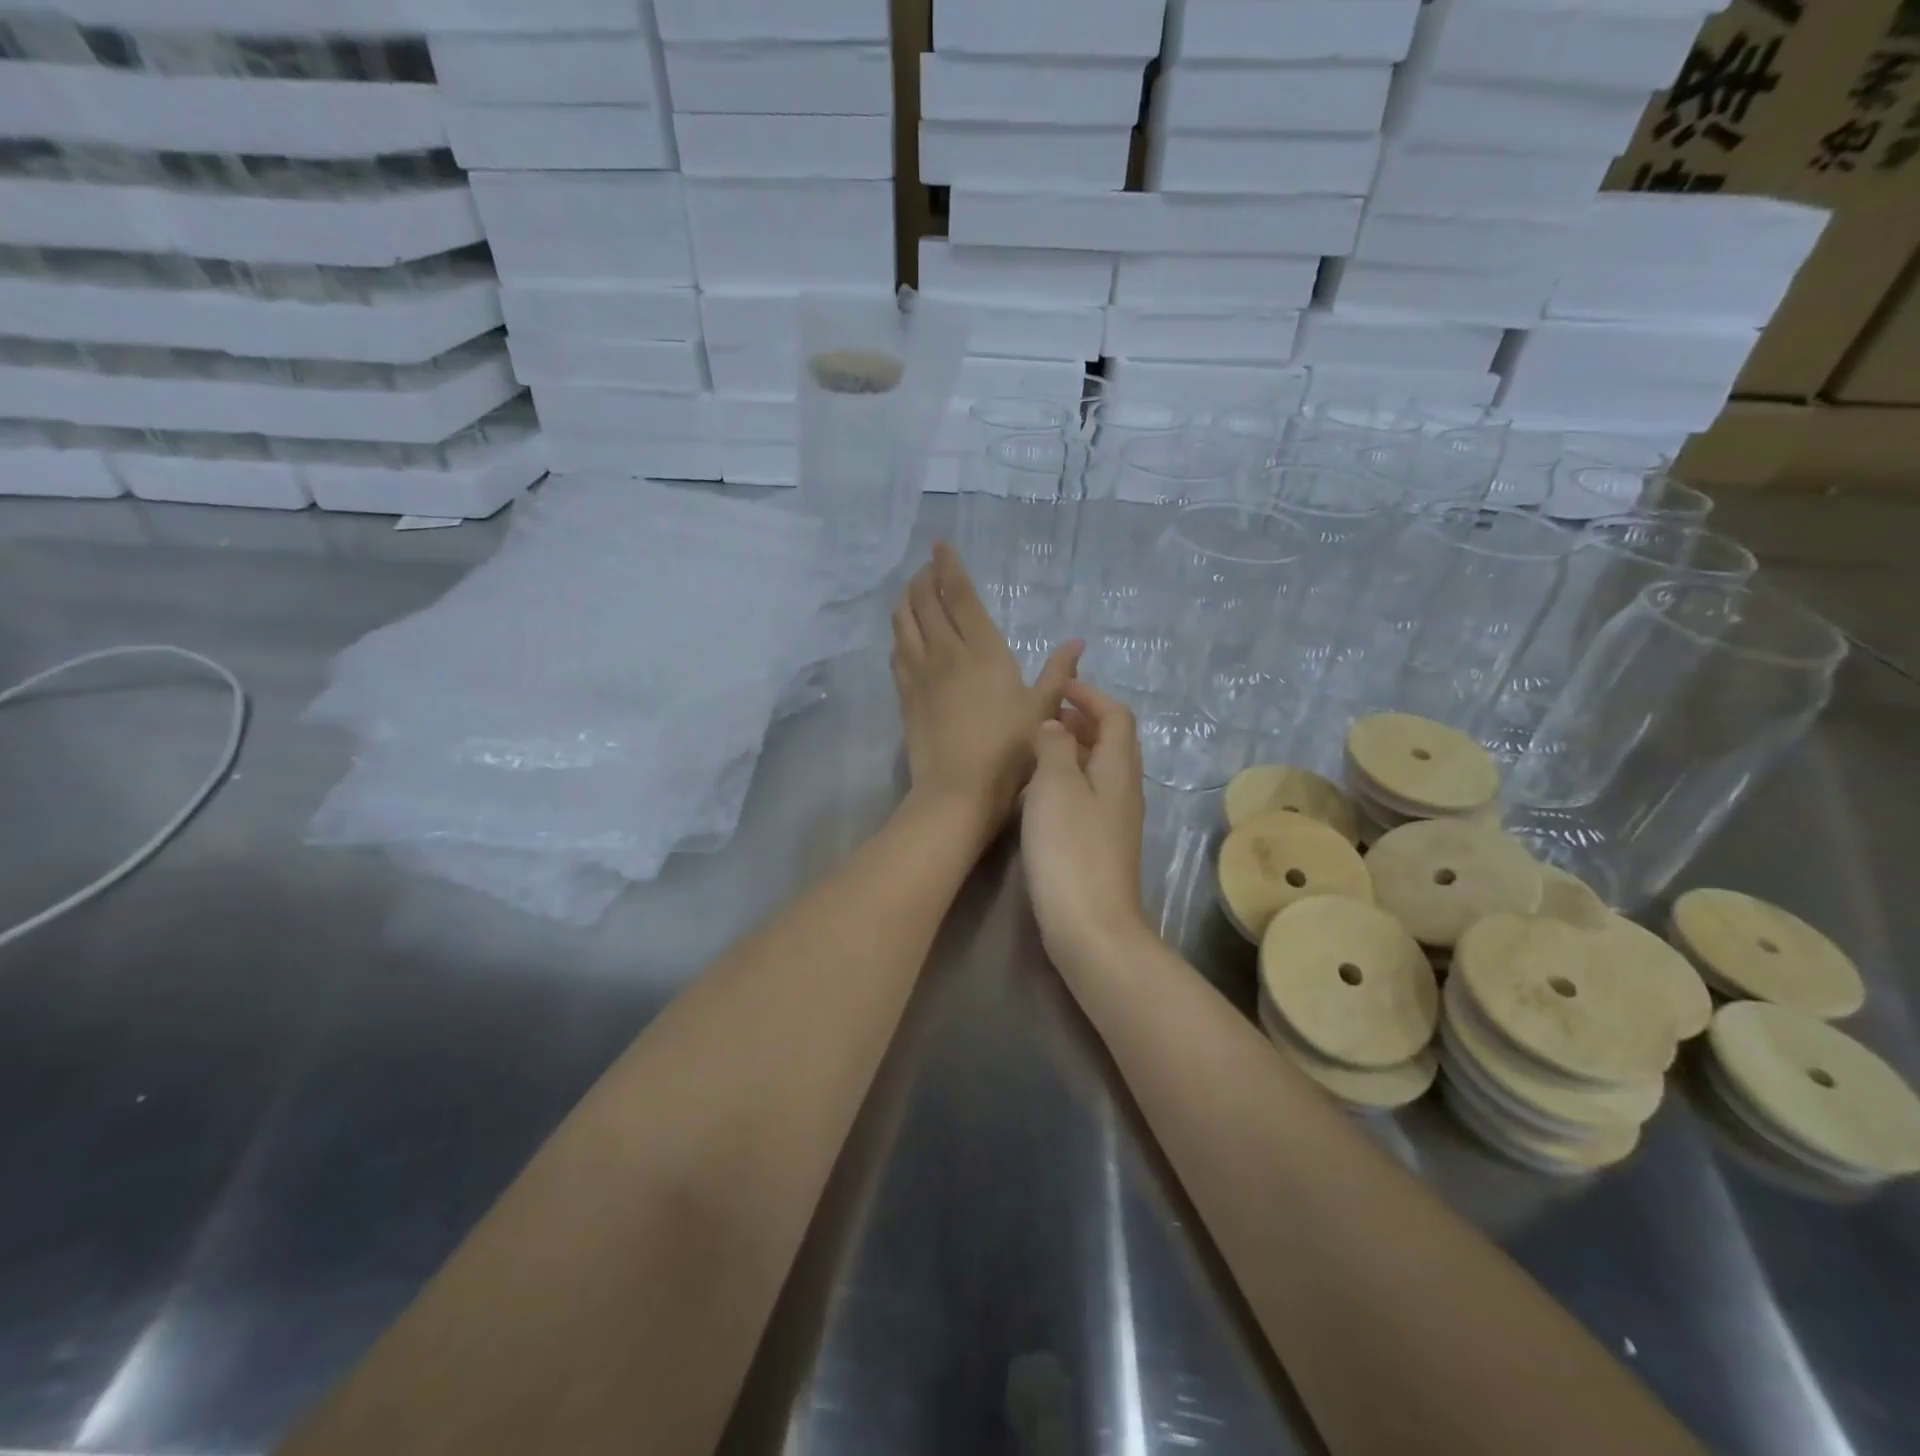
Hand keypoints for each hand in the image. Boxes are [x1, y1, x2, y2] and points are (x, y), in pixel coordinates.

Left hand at [891, 541, 1080, 843]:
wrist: (957, 790)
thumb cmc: (1008, 751)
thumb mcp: (1043, 711)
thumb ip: (1058, 673)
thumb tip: (1076, 641)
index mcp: (983, 651)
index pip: (960, 596)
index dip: (949, 567)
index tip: (939, 545)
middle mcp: (946, 653)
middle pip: (926, 602)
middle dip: (925, 578)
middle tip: (927, 567)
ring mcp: (920, 674)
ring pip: (905, 623)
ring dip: (907, 600)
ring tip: (912, 590)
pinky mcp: (905, 696)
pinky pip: (897, 653)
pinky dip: (899, 634)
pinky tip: (902, 633)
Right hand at [1020, 679, 1151, 973]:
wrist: (1090, 925)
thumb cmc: (1070, 849)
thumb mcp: (1056, 787)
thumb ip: (1054, 748)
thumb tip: (1055, 727)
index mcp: (1118, 769)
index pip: (1117, 717)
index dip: (1092, 696)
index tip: (1060, 688)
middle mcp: (1124, 790)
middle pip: (1113, 742)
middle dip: (1084, 720)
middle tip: (1047, 715)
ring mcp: (1115, 821)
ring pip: (1100, 770)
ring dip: (1075, 750)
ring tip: (1039, 748)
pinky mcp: (1101, 846)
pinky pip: (1088, 796)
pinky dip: (1068, 779)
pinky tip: (1039, 793)